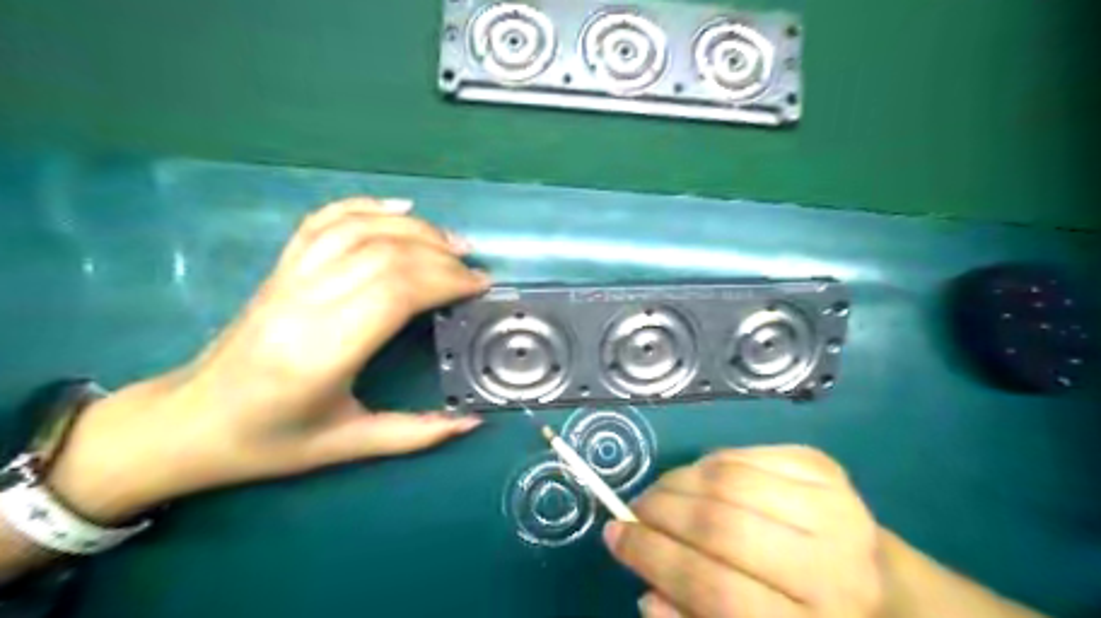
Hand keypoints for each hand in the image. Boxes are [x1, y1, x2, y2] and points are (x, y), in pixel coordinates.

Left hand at [44, 196, 489, 520]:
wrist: (188, 423)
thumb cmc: (268, 441)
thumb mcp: (347, 446)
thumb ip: (415, 434)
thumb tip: (472, 421)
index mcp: (322, 352)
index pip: (396, 292)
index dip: (445, 280)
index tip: (479, 286)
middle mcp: (304, 304)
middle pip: (384, 254)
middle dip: (440, 255)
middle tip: (473, 268)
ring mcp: (288, 279)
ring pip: (358, 229)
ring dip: (413, 228)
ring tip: (450, 241)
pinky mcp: (280, 268)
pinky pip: (323, 221)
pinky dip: (365, 206)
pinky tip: (399, 206)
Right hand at [607, 447, 883, 617]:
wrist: (888, 591)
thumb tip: (646, 590)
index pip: (715, 589)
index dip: (653, 558)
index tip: (614, 536)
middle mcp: (832, 566)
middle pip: (720, 525)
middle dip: (659, 512)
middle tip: (633, 511)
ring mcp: (833, 506)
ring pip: (727, 480)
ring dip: (677, 482)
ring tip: (660, 495)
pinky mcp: (825, 467)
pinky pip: (744, 454)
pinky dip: (708, 464)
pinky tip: (698, 479)